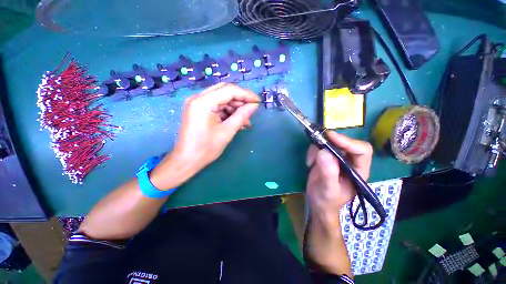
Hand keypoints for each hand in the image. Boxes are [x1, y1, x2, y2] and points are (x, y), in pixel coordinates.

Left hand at [151, 83, 258, 188]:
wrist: (186, 161)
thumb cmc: (206, 148)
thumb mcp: (227, 131)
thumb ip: (242, 116)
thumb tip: (254, 106)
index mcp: (203, 102)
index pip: (229, 90)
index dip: (246, 94)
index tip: (258, 102)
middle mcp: (198, 98)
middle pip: (225, 91)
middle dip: (240, 100)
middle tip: (252, 110)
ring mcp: (197, 103)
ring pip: (222, 98)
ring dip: (235, 107)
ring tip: (245, 121)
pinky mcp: (198, 110)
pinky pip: (217, 106)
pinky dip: (228, 112)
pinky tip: (237, 121)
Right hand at [305, 132, 372, 223]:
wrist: (318, 203)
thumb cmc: (327, 200)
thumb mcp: (328, 189)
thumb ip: (328, 173)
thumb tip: (324, 152)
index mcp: (358, 170)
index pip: (361, 151)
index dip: (348, 142)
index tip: (331, 137)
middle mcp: (349, 162)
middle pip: (345, 143)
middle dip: (330, 141)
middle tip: (317, 141)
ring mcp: (336, 158)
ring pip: (330, 143)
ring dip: (318, 148)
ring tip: (311, 162)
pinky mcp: (325, 157)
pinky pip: (319, 147)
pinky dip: (312, 151)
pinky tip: (309, 163)